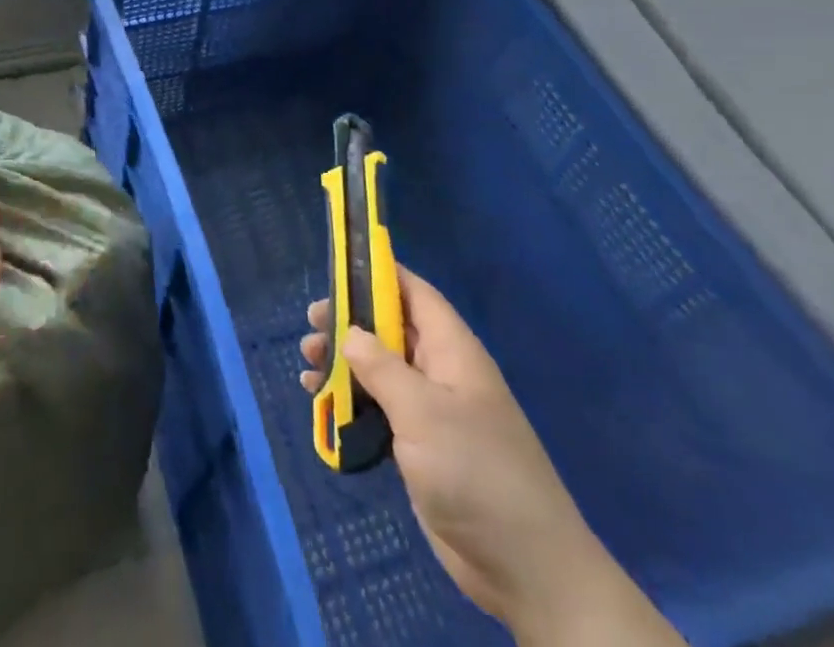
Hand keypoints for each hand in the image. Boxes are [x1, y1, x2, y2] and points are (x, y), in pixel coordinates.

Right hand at [301, 267, 680, 645]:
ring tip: (307, 362)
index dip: (379, 273)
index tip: (338, 265)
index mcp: (452, 350)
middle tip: (311, 322)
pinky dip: (350, 401)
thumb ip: (381, 366)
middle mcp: (442, 371)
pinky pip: (380, 409)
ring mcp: (433, 411)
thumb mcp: (422, 411)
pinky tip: (320, 403)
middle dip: (349, 321)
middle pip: (390, 329)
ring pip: (380, 369)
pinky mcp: (422, 448)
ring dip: (344, 363)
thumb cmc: (475, 471)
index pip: (413, 292)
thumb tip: (350, 332)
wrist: (526, 569)